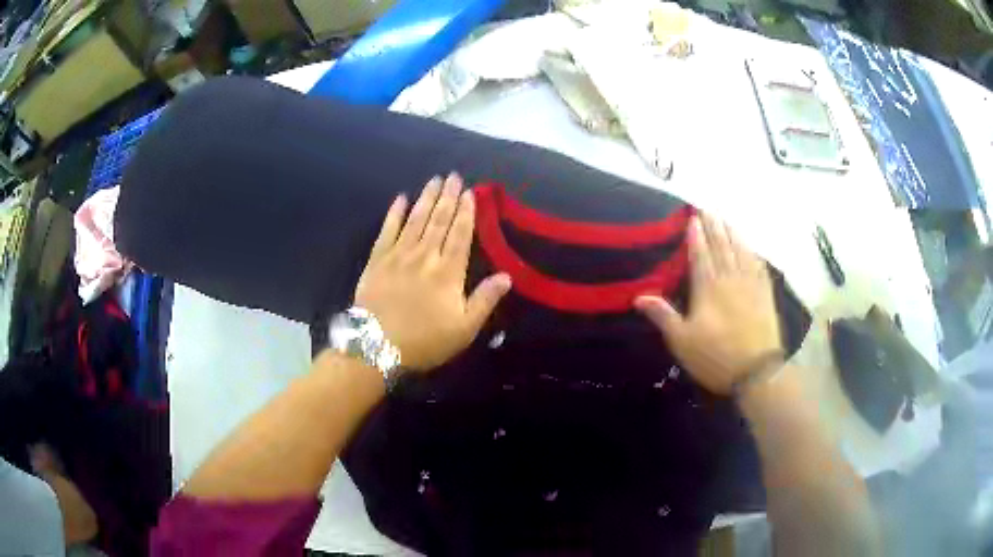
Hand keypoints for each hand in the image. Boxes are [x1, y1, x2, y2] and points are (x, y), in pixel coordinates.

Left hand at [354, 173, 511, 370]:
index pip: (461, 234)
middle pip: (439, 220)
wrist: (376, 345)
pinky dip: (394, 213)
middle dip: (448, 197)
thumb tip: (507, 275)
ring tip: (435, 180)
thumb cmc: (425, 340)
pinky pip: (387, 230)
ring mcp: (399, 255)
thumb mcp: (464, 329)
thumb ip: (485, 300)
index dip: (467, 212)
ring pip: (416, 219)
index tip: (470, 192)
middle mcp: (425, 255)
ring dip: (426, 198)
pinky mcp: (377, 259)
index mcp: (448, 271)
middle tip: (454, 176)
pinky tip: (400, 198)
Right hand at [635, 213, 781, 394]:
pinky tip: (749, 245)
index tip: (693, 217)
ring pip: (740, 250)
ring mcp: (750, 283)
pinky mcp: (765, 293)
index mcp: (708, 288)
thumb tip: (639, 296)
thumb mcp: (682, 341)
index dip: (695, 235)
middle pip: (720, 246)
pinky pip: (758, 264)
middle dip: (713, 226)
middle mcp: (729, 278)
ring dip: (732, 232)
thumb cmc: (715, 356)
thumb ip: (663, 315)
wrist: (756, 371)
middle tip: (707, 208)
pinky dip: (752, 251)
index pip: (700, 254)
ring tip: (725, 218)